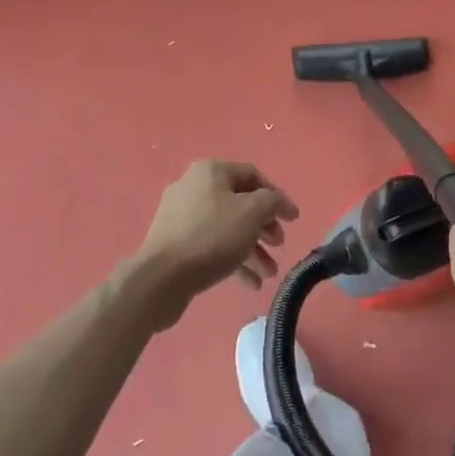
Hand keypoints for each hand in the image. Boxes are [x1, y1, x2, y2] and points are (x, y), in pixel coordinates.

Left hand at [131, 161, 298, 327]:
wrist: (161, 278)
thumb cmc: (212, 237)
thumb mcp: (252, 213)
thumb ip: (272, 201)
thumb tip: (275, 202)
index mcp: (210, 172)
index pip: (253, 176)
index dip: (277, 197)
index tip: (293, 220)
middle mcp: (194, 187)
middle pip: (240, 203)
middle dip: (264, 227)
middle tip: (279, 245)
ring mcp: (181, 216)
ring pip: (227, 228)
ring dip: (252, 249)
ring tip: (269, 274)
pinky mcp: (175, 243)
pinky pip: (211, 245)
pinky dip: (232, 260)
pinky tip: (250, 283)